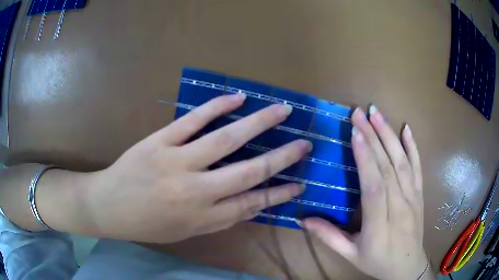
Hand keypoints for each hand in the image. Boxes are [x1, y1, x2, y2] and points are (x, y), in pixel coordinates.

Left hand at [85, 94, 310, 242]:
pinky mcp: (160, 141)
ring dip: (259, 123)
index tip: (300, 183)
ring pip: (226, 139)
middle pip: (249, 171)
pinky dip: (217, 107)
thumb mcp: (186, 231)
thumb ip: (219, 219)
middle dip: (282, 157)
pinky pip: (193, 120)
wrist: (109, 207)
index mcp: (204, 217)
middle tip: (304, 143)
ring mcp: (177, 162)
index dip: (280, 194)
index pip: (253, 203)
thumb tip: (249, 202)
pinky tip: (237, 98)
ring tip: (282, 110)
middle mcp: (197, 191)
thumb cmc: (148, 224)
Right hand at [304, 106, 433, 279]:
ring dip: (390, 135)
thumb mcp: (350, 255)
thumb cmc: (377, 261)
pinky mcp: (420, 194)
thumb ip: (329, 237)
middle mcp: (399, 207)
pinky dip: (413, 146)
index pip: (374, 187)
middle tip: (360, 113)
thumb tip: (302, 219)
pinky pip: (418, 167)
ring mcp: (413, 198)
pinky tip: (406, 129)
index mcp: (379, 225)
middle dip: (373, 137)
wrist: (408, 266)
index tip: (355, 133)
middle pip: (388, 168)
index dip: (365, 159)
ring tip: (377, 113)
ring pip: (402, 162)